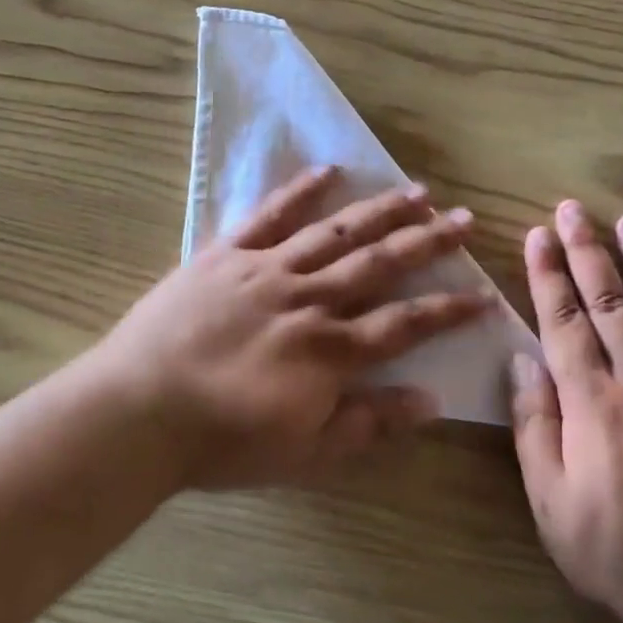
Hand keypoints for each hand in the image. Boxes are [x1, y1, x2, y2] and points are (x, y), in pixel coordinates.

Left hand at [93, 165, 489, 489]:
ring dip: (379, 211)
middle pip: (379, 264)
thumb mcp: (305, 451)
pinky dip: (299, 191)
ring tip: (416, 191)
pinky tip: (328, 171)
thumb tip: (432, 400)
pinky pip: (269, 215)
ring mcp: (267, 270)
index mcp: (331, 351)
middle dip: (427, 243)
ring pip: (336, 233)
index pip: (406, 324)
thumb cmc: (223, 441)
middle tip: (463, 220)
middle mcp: (309, 300)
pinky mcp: (226, 255)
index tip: (483, 292)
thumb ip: (369, 423)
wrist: (139, 412)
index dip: (449, 309)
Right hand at [509, 200, 622, 622]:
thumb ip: (534, 423)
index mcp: (591, 403)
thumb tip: (524, 359)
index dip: (548, 275)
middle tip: (574, 209)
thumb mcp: (548, 496)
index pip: (564, 322)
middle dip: (588, 252)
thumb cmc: (610, 544)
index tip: (538, 235)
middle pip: (610, 303)